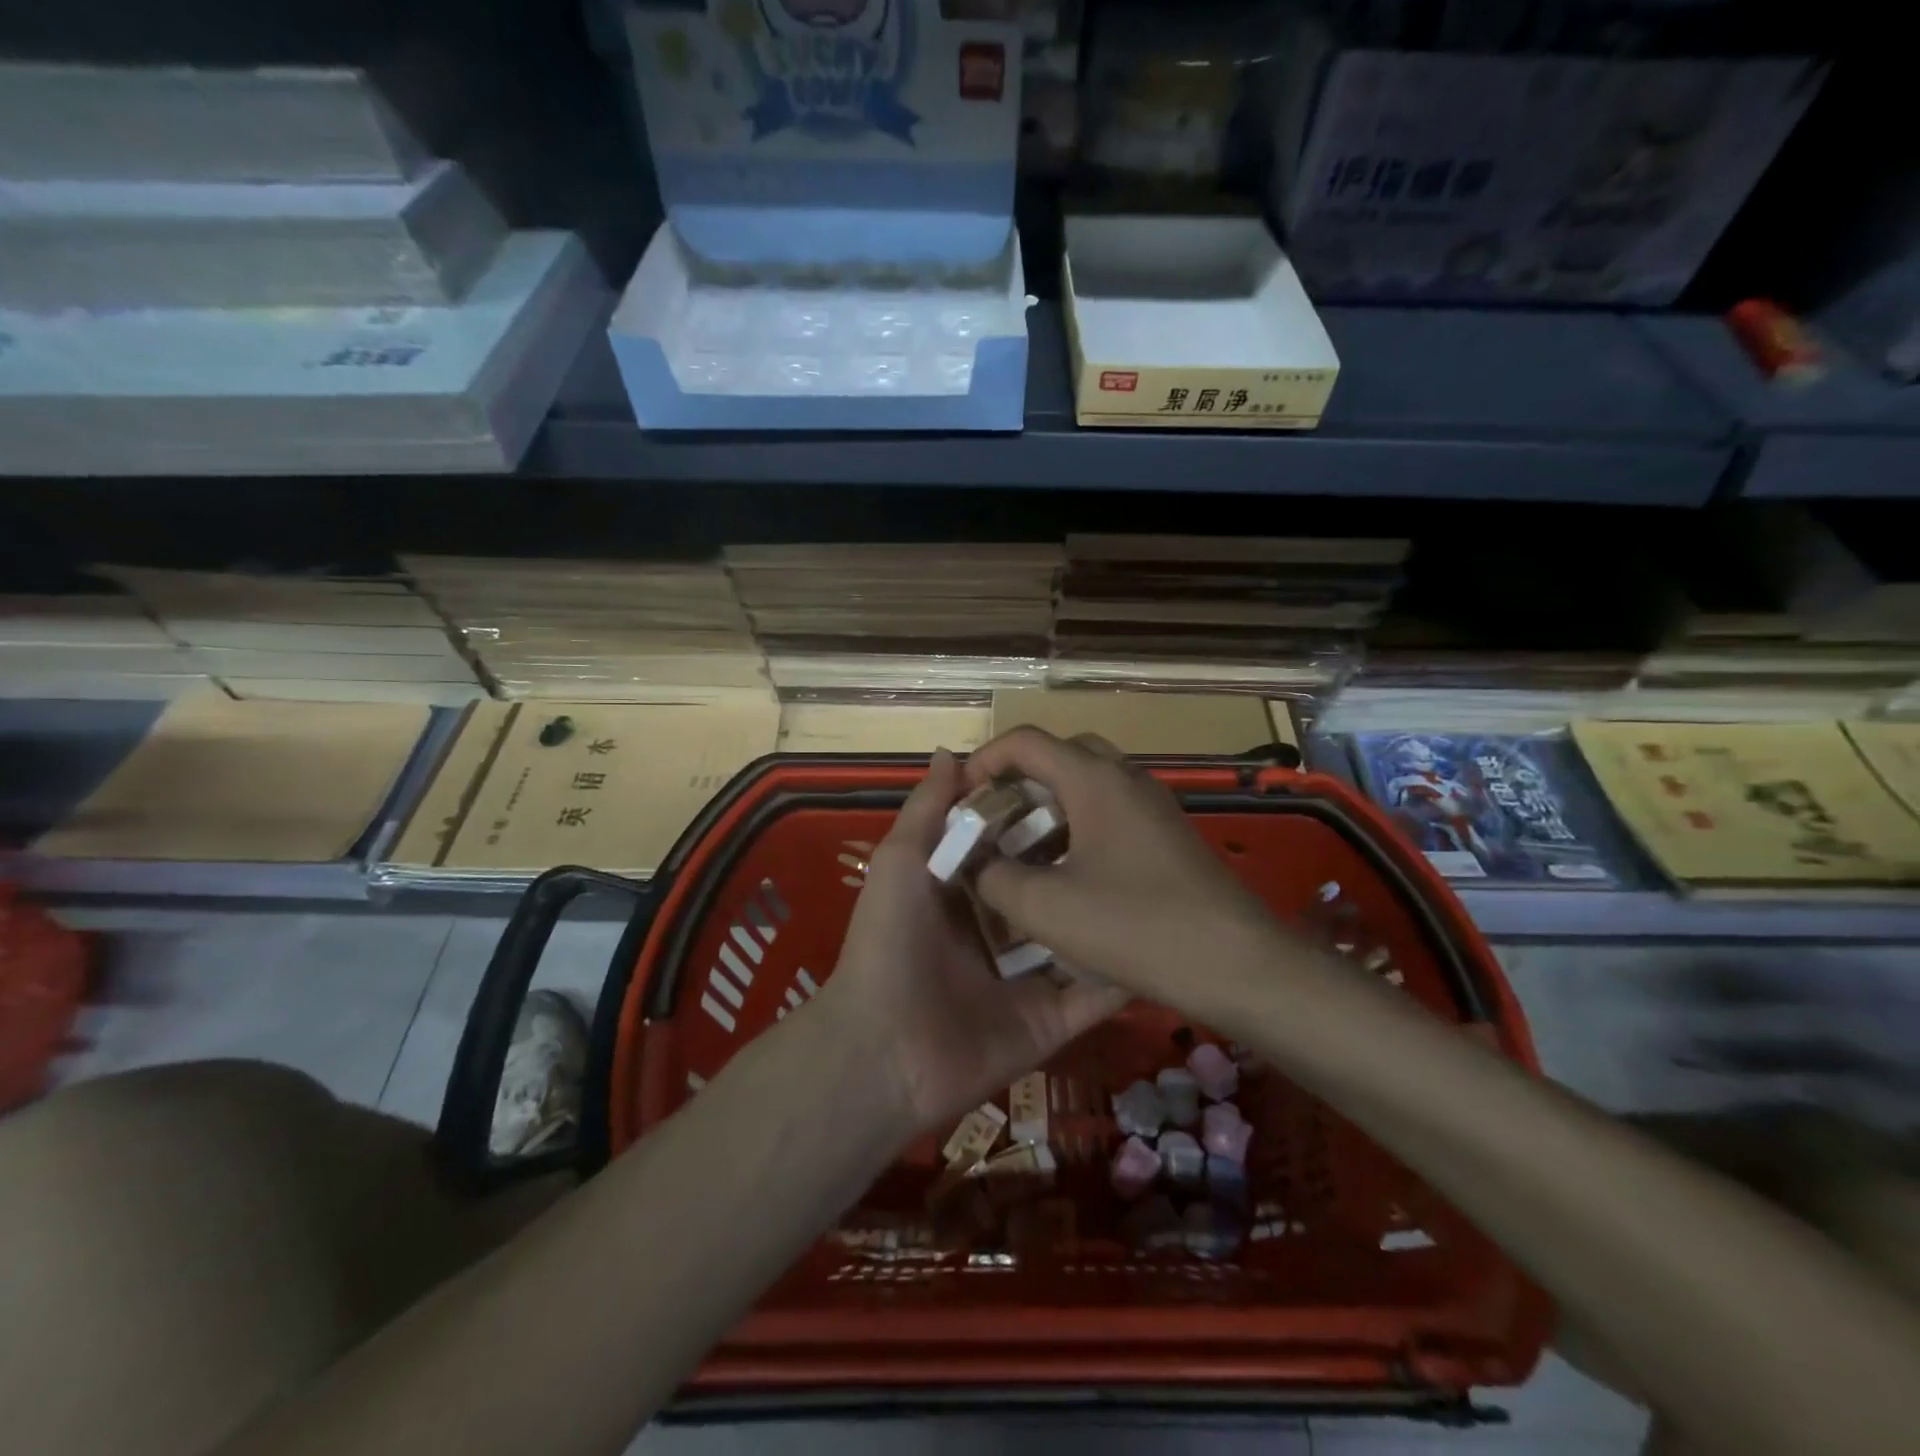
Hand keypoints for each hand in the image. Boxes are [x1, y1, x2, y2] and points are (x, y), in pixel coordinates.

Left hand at [818, 749, 1126, 1133]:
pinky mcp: (1051, 1022)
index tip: (1084, 789)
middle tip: (1137, 834)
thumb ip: (927, 810)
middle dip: (1085, 867)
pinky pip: (1093, 996)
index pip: (1016, 851)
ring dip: (1112, 918)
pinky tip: (1164, 945)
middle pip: (1053, 895)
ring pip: (1079, 942)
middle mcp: (1001, 934)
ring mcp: (1029, 980)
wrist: (884, 1048)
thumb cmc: (889, 942)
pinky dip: (1123, 976)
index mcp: (966, 895)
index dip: (1043, 821)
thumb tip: (953, 752)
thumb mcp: (900, 861)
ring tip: (1162, 883)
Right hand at [966, 728, 1281, 1004]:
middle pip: (1060, 755)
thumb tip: (975, 865)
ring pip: (1088, 785)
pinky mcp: (1168, 837)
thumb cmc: (1138, 927)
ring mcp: (1153, 807)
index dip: (984, 761)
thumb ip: (995, 878)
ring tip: (1022, 851)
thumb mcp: (1047, 908)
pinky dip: (1078, 828)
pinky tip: (1067, 876)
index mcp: (1094, 779)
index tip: (961, 800)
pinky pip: (1111, 813)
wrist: (1239, 965)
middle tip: (994, 820)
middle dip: (1019, 781)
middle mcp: (1126, 779)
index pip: (1026, 741)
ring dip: (1049, 807)